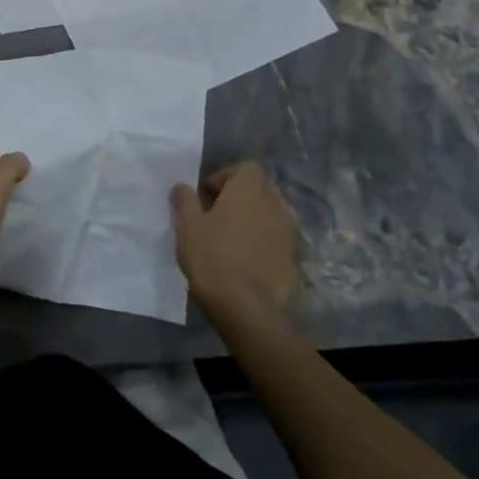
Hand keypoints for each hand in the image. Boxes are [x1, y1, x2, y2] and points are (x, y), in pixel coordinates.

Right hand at [172, 163, 300, 328]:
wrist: (247, 310)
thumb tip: (183, 186)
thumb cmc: (212, 258)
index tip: (208, 196)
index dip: (226, 176)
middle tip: (218, 215)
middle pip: (261, 188)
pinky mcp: (295, 259)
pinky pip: (278, 239)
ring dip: (255, 218)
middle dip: (242, 196)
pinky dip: (265, 241)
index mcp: (249, 191)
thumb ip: (185, 199)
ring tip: (233, 238)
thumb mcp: (187, 225)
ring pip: (272, 214)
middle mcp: (274, 205)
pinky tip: (248, 260)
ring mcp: (289, 234)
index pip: (246, 168)